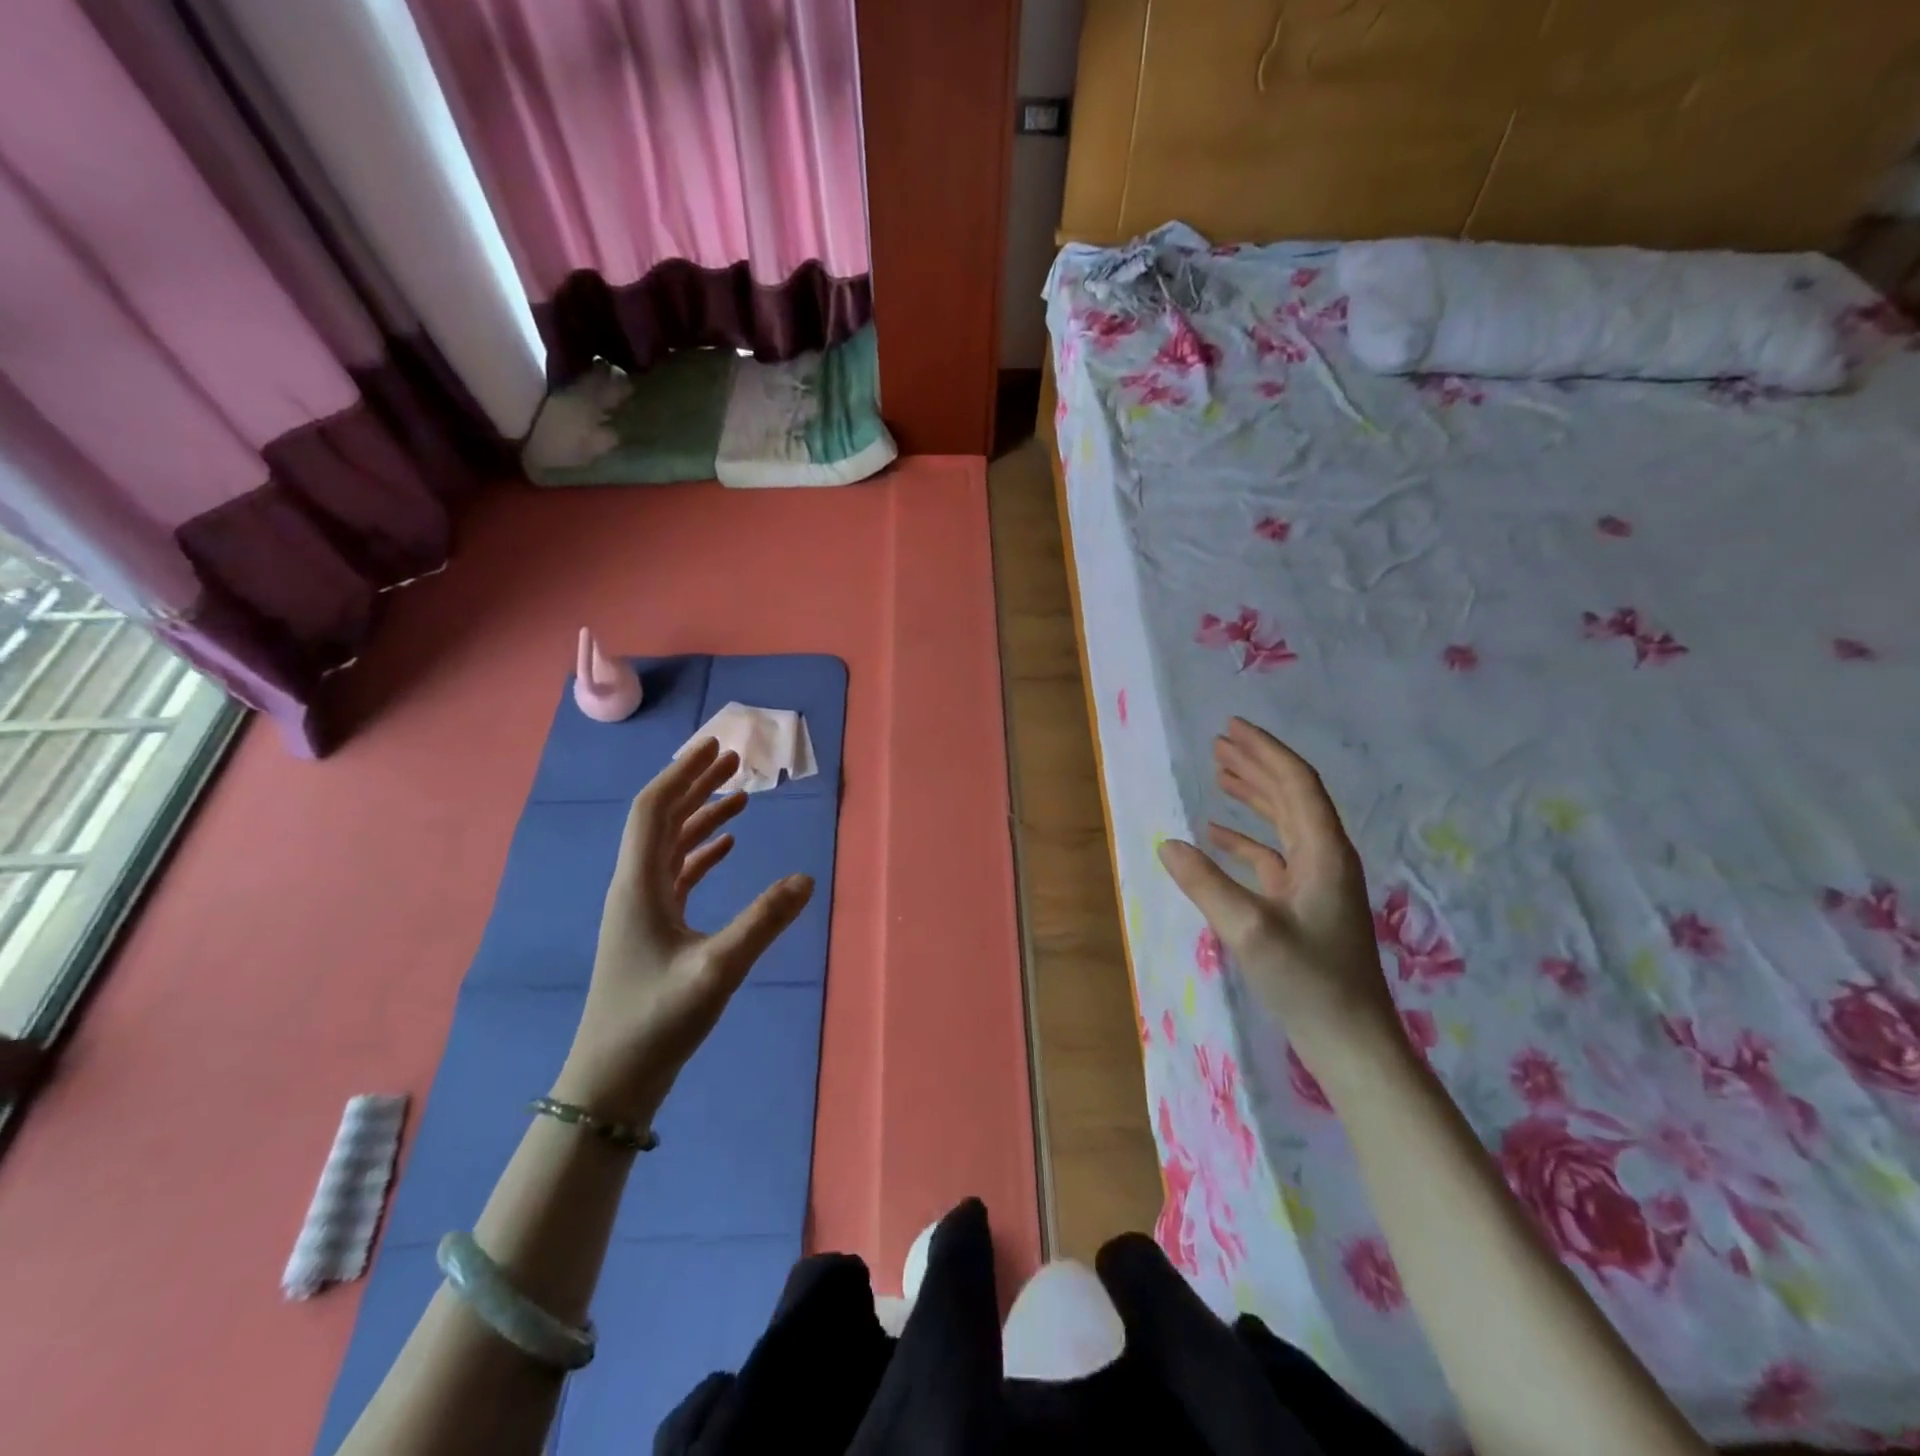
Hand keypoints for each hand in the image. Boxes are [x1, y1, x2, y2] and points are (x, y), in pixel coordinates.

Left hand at [553, 738, 813, 1127]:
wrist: (611, 1081)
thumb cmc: (656, 1022)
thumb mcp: (718, 970)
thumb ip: (763, 922)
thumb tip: (806, 879)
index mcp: (638, 885)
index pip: (653, 810)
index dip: (683, 774)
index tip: (715, 747)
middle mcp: (634, 887)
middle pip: (661, 819)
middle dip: (695, 785)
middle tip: (734, 760)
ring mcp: (641, 909)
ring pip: (669, 845)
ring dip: (701, 816)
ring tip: (739, 795)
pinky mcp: (652, 929)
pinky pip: (676, 874)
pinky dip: (701, 852)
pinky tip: (726, 847)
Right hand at [1157, 718, 1400, 1082]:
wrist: (1351, 1040)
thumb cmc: (1307, 981)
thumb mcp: (1249, 930)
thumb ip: (1206, 884)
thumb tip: (1168, 845)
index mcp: (1323, 852)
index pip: (1295, 783)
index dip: (1265, 751)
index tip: (1231, 727)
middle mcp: (1324, 857)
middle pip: (1291, 795)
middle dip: (1256, 764)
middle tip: (1219, 742)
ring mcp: (1316, 882)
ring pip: (1284, 822)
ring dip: (1253, 795)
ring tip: (1220, 773)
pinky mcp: (1304, 904)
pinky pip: (1273, 855)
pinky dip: (1246, 838)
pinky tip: (1217, 834)